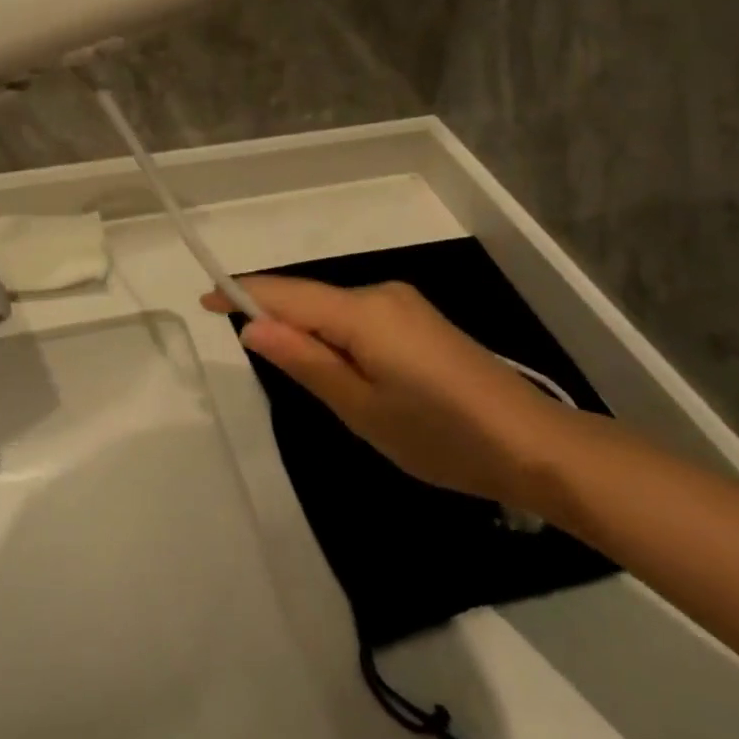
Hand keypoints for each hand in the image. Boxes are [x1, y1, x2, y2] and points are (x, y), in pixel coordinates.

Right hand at [202, 278, 574, 508]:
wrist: (534, 445)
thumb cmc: (440, 436)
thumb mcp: (361, 409)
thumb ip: (305, 362)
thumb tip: (253, 326)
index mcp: (363, 312)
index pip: (287, 294)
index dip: (242, 293)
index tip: (204, 298)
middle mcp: (381, 294)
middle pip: (311, 299)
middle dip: (276, 317)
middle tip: (254, 359)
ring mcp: (405, 305)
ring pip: (335, 310)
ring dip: (309, 332)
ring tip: (302, 378)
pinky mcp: (419, 320)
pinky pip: (360, 319)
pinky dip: (336, 337)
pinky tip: (343, 371)